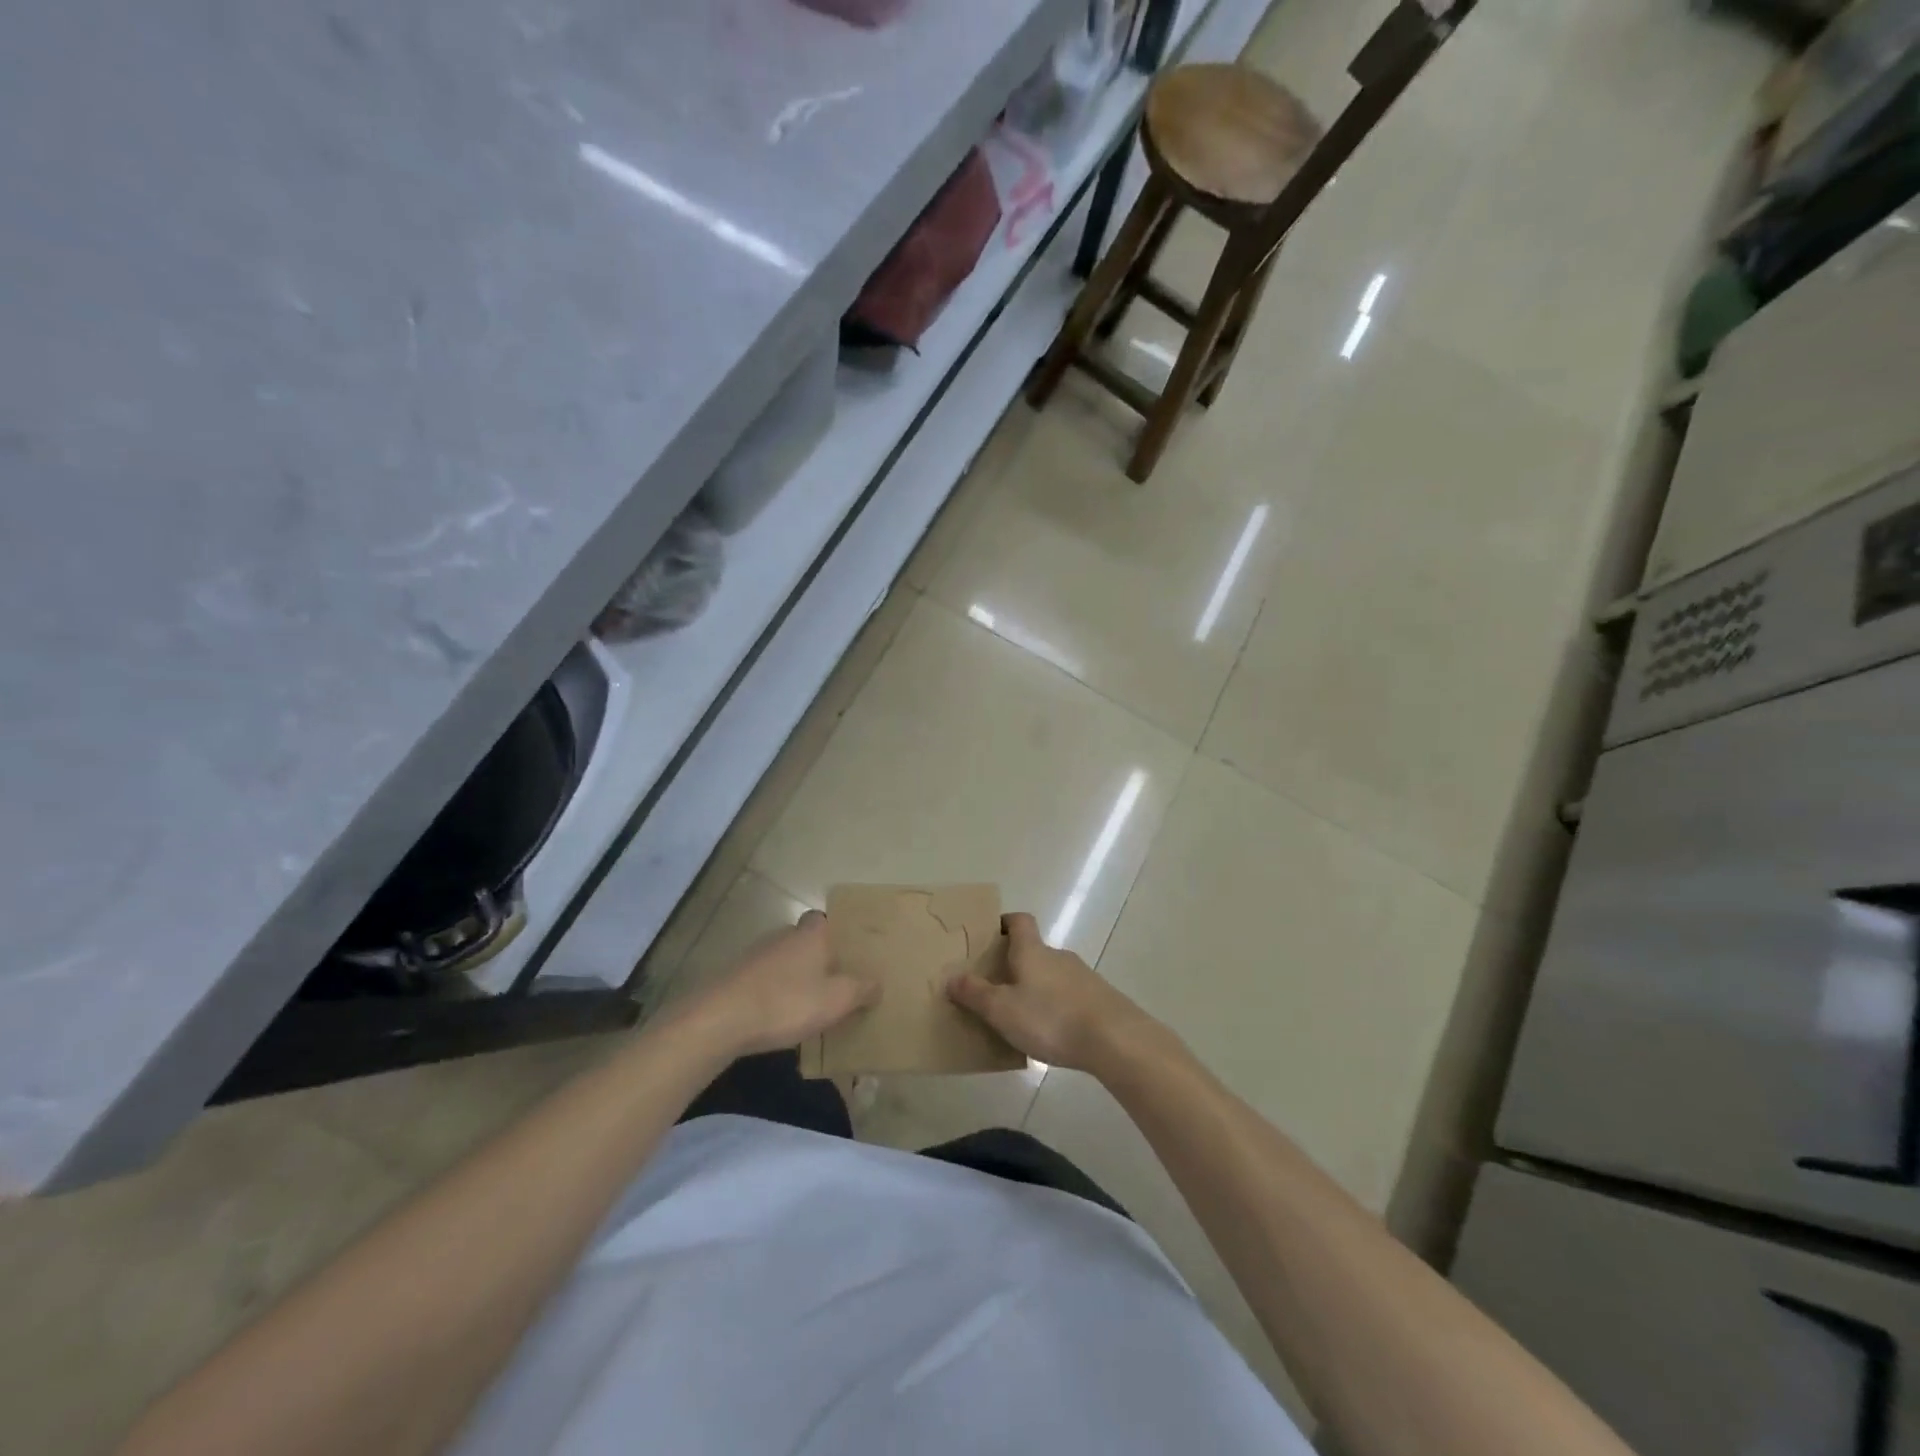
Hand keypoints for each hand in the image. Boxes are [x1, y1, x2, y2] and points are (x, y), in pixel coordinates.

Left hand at [688, 911, 877, 1055]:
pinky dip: (772, 992)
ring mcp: (755, 955)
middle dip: (817, 958)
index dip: (835, 933)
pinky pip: (763, 980)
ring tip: (807, 1004)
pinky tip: (777, 1016)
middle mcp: (783, 936)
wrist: (721, 1019)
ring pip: (783, 961)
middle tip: (833, 983)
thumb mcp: (837, 1000)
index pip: (823, 919)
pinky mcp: (734, 978)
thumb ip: (861, 989)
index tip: (846, 953)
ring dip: (793, 977)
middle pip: (804, 940)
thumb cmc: (787, 1002)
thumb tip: (877, 982)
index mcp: (810, 934)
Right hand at [946, 912, 1160, 1072]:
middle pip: (1034, 949)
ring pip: (1052, 974)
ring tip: (1020, 1015)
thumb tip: (951, 976)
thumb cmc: (1050, 1018)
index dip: (1003, 923)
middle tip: (995, 986)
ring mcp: (1082, 976)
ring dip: (1036, 987)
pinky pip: (1069, 995)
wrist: (1114, 1038)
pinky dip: (1056, 1006)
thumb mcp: (1002, 1009)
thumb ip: (975, 993)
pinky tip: (1050, 1033)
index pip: (1019, 921)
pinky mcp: (1099, 999)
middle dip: (1015, 963)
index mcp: (1032, 951)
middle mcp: (1058, 956)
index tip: (989, 935)